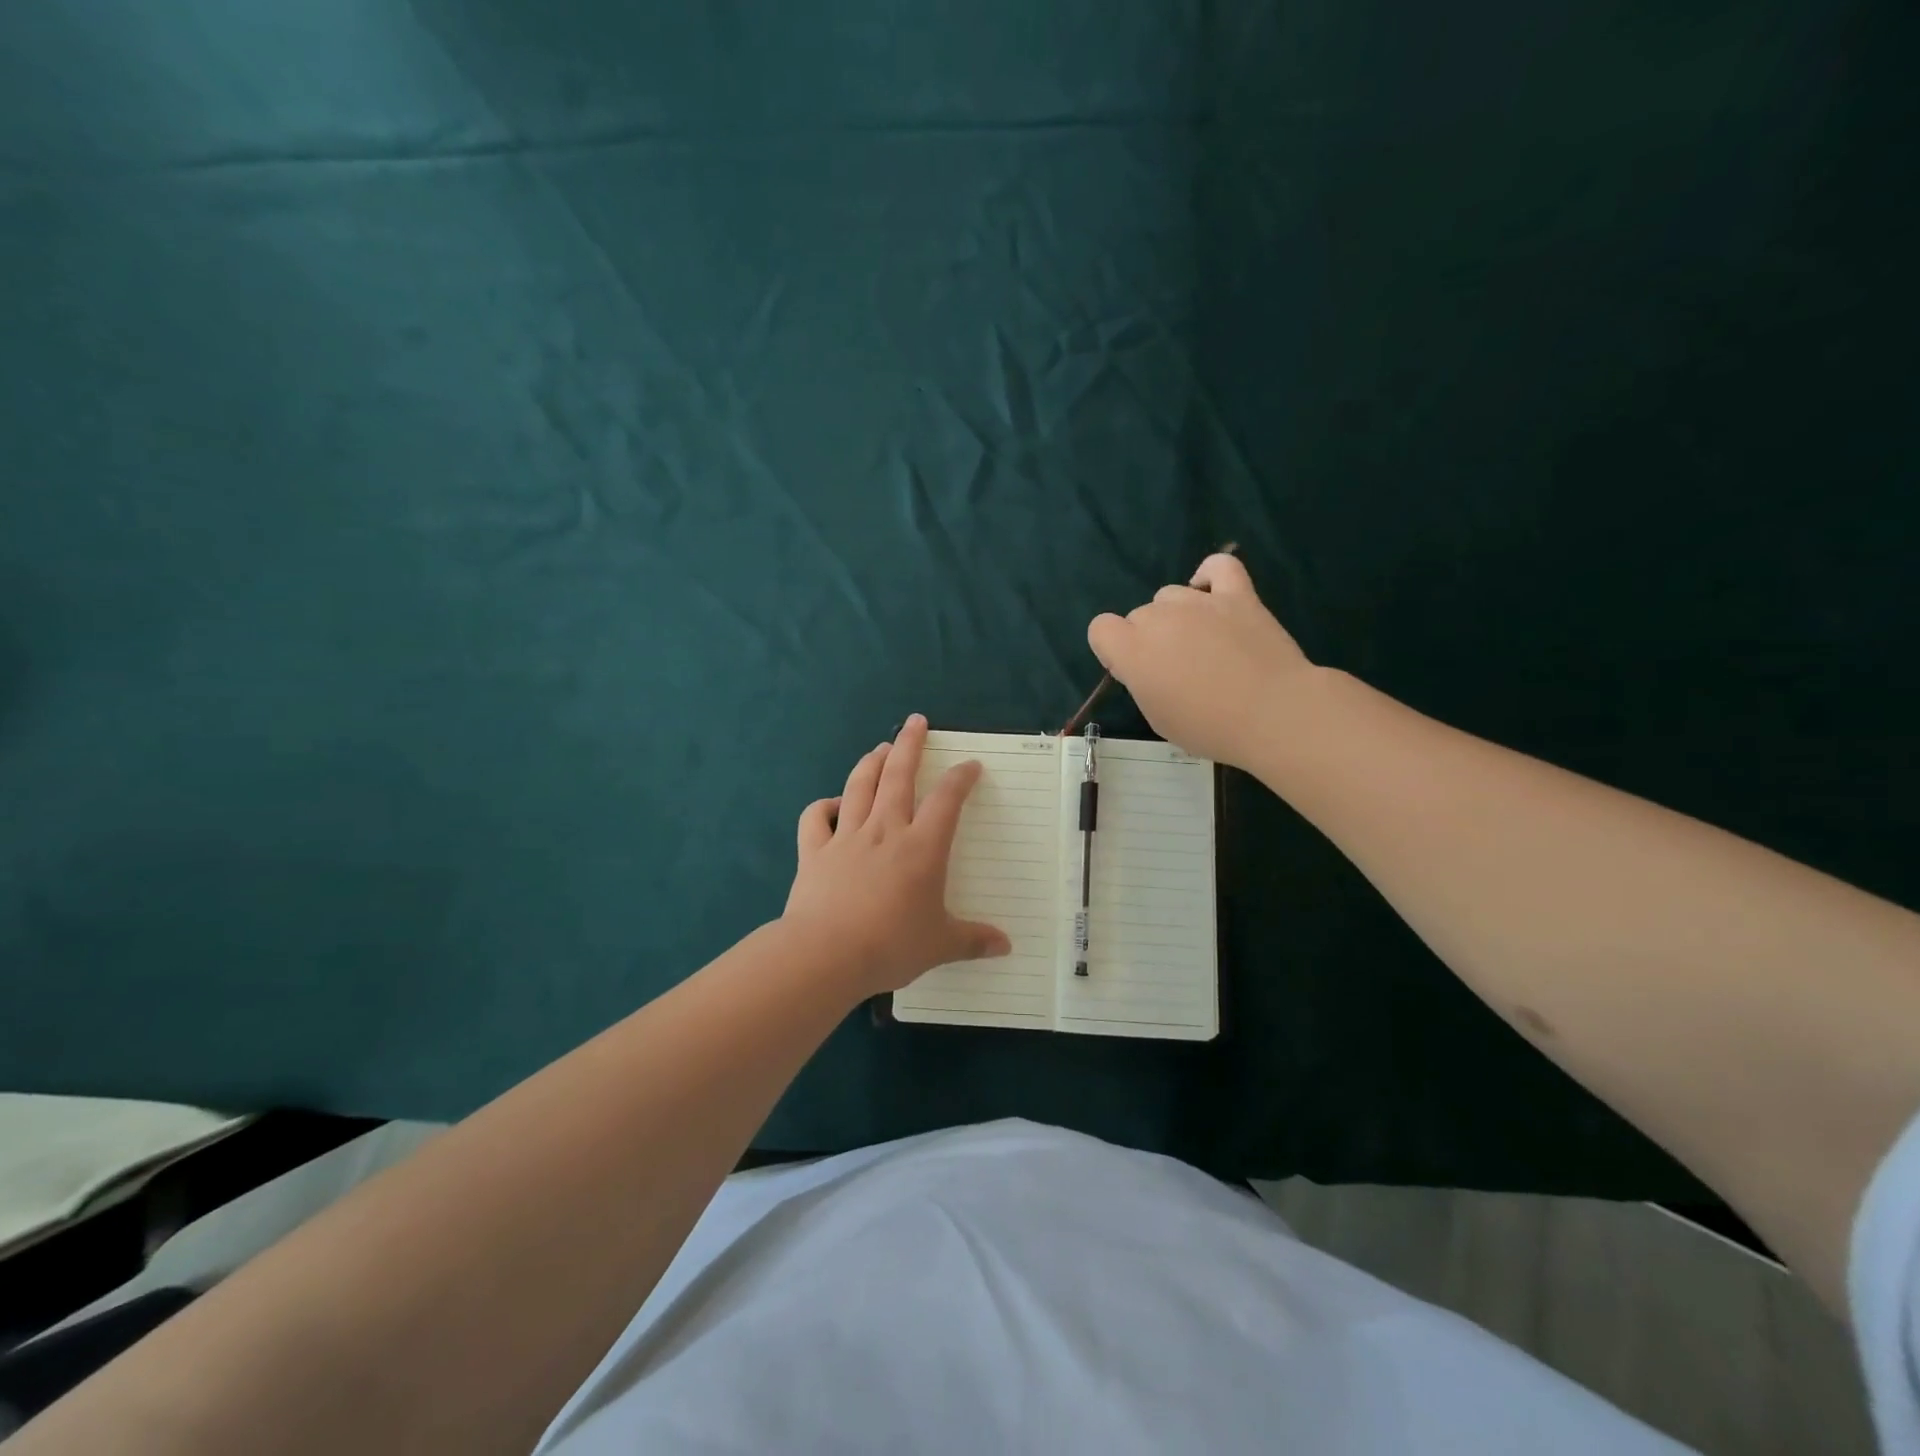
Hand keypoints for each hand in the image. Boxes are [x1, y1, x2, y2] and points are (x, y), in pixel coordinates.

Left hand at [784, 714, 1011, 994]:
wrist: (826, 954)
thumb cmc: (891, 945)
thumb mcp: (940, 946)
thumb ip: (973, 940)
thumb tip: (1006, 946)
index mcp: (922, 847)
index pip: (947, 800)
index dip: (960, 778)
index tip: (970, 765)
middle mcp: (885, 831)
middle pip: (898, 776)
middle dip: (909, 745)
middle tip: (916, 722)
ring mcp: (846, 837)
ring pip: (859, 786)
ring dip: (871, 763)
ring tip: (880, 748)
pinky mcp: (814, 851)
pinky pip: (815, 818)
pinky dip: (823, 805)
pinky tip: (832, 804)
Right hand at [1087, 552, 1314, 767]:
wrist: (1272, 713)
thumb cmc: (1209, 727)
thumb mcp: (1157, 716)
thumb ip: (1142, 681)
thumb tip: (1148, 664)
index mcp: (1132, 650)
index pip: (1100, 629)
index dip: (1113, 649)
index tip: (1134, 671)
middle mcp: (1158, 618)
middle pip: (1139, 615)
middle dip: (1149, 638)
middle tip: (1177, 669)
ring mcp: (1199, 602)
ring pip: (1170, 596)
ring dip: (1177, 616)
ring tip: (1203, 643)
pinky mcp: (1238, 595)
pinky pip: (1218, 566)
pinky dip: (1210, 576)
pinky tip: (1213, 596)